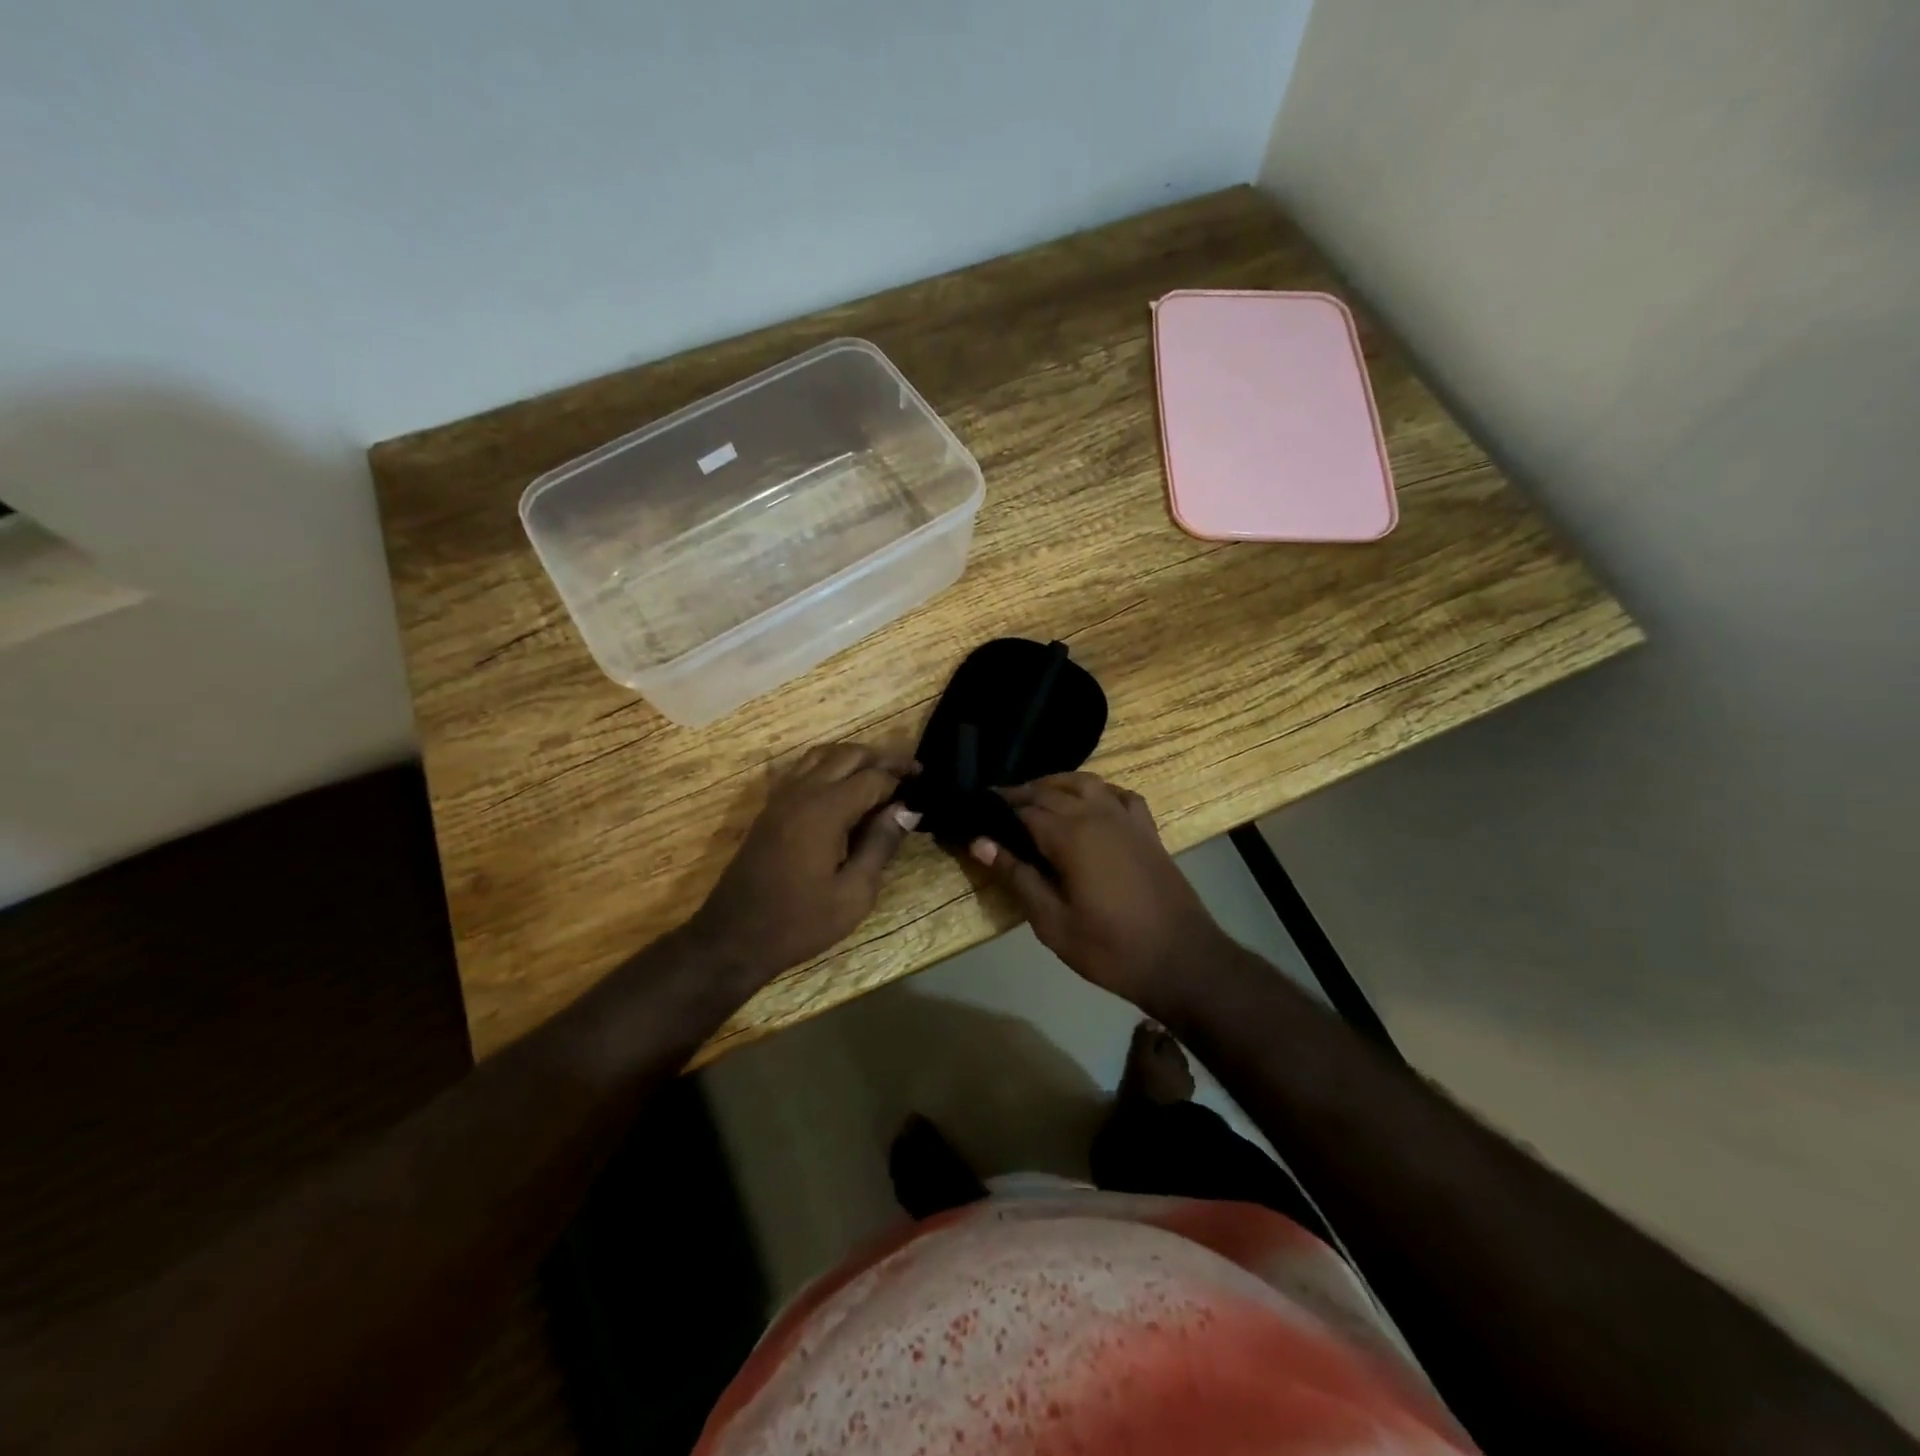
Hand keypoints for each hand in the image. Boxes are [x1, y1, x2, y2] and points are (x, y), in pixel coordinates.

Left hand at [689, 742, 919, 985]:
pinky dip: (829, 766)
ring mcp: (782, 797)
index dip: (901, 778)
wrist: (735, 936)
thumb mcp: (854, 894)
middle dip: (882, 757)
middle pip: (848, 755)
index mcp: (825, 810)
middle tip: (910, 771)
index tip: (924, 786)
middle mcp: (803, 792)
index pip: (873, 778)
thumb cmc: (800, 922)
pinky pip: (803, 769)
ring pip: (822, 755)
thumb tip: (906, 809)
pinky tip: (842, 786)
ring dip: (854, 757)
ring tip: (880, 773)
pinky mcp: (770, 808)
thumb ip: (881, 845)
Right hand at [967, 772, 1226, 1016]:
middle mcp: (1097, 815)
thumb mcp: (1053, 922)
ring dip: (1056, 784)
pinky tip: (1090, 802)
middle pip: (1051, 790)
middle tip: (997, 806)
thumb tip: (980, 842)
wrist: (1182, 961)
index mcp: (1071, 836)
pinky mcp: (1147, 830)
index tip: (976, 812)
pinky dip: (1098, 790)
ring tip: (1035, 797)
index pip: (1024, 809)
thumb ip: (1017, 877)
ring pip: (1086, 783)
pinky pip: (1119, 794)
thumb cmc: (1110, 948)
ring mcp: (1127, 819)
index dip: (997, 809)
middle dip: (1021, 793)